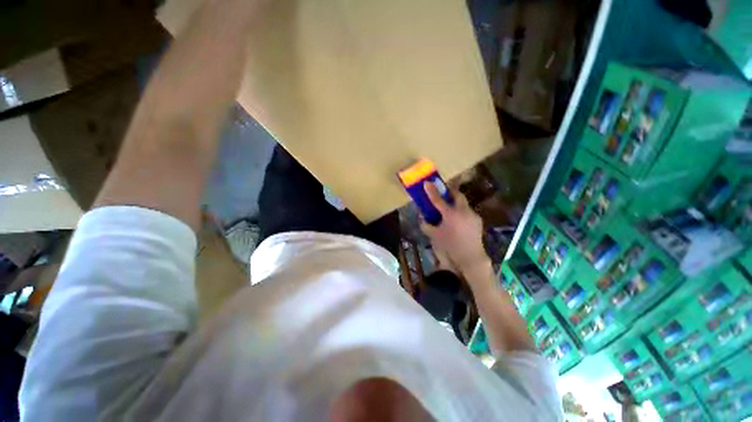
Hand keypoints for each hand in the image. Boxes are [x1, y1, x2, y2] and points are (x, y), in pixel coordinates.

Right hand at [421, 182, 489, 275]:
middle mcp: (463, 211)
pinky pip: (467, 212)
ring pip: (463, 203)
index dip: (432, 191)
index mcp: (451, 215)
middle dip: (450, 192)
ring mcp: (473, 215)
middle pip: (457, 195)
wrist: (470, 257)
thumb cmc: (450, 246)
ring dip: (456, 203)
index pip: (439, 200)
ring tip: (449, 211)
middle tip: (443, 193)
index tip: (427, 182)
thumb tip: (421, 217)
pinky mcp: (478, 220)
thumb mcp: (434, 236)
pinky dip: (461, 212)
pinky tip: (458, 221)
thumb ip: (426, 225)